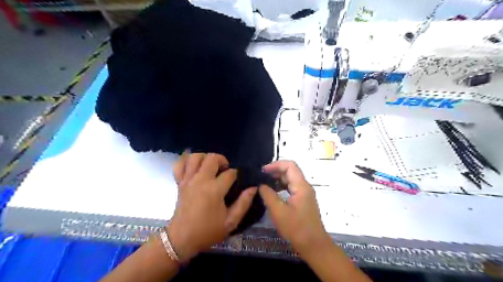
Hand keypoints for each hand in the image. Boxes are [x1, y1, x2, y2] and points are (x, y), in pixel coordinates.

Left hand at [169, 153, 256, 260]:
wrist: (181, 239)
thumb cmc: (208, 231)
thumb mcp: (231, 222)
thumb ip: (244, 203)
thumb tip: (253, 188)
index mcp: (215, 190)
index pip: (230, 173)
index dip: (236, 174)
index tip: (237, 181)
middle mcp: (201, 180)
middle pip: (212, 158)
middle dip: (222, 160)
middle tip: (225, 170)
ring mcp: (188, 180)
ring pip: (195, 157)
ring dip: (205, 157)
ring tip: (211, 166)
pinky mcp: (179, 182)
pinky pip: (179, 165)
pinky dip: (186, 161)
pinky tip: (194, 165)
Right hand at [259, 160, 329, 258]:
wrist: (313, 245)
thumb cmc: (296, 228)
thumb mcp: (278, 211)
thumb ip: (268, 195)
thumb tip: (261, 185)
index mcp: (301, 186)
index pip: (290, 166)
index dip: (276, 165)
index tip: (263, 171)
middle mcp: (305, 186)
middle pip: (291, 171)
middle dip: (275, 171)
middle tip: (261, 177)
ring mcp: (305, 194)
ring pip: (291, 179)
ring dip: (278, 179)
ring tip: (264, 184)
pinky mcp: (303, 201)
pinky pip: (291, 188)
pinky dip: (281, 187)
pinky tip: (272, 193)